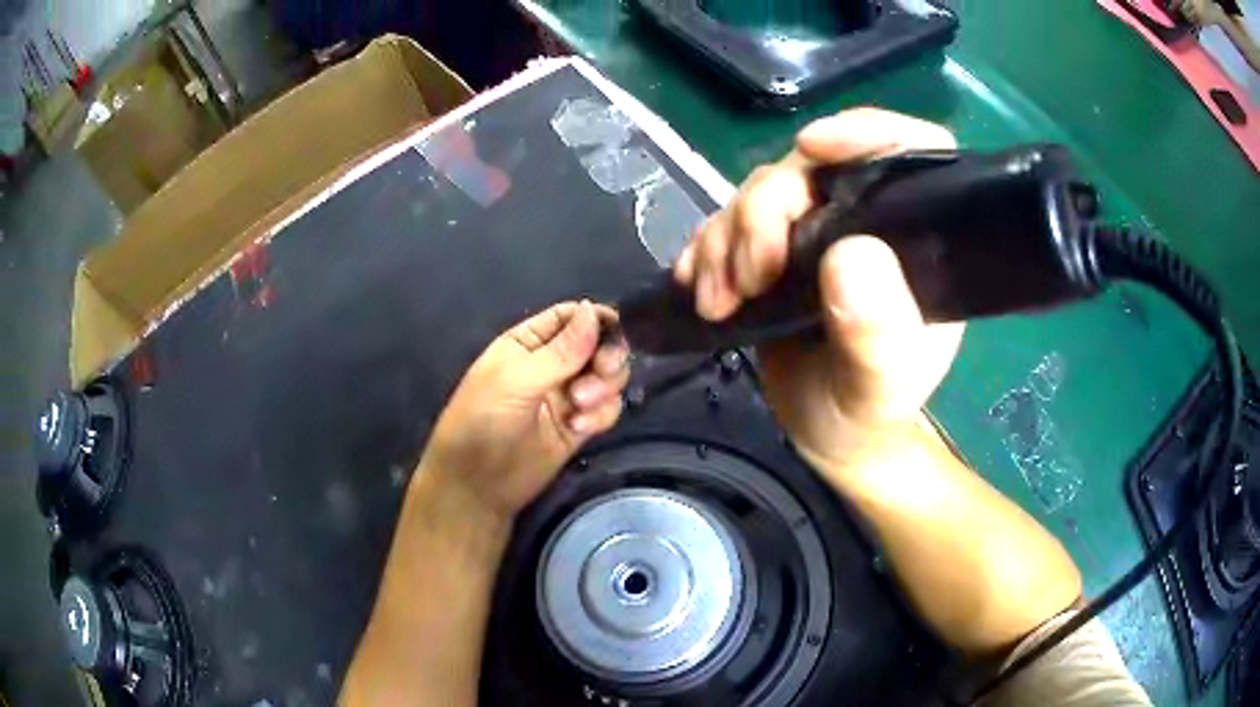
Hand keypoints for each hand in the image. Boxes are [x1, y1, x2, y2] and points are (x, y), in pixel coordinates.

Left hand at [420, 301, 628, 518]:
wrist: (477, 486)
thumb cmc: (483, 422)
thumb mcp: (517, 381)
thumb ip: (560, 350)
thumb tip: (594, 309)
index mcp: (527, 343)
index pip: (569, 316)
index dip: (595, 318)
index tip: (614, 329)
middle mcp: (551, 364)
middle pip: (598, 344)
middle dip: (606, 356)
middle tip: (602, 371)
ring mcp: (566, 396)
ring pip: (608, 377)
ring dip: (603, 387)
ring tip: (580, 406)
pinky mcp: (579, 427)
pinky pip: (607, 409)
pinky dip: (601, 415)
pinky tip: (578, 428)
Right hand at [674, 109, 965, 471]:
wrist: (828, 433)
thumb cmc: (868, 411)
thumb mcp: (881, 386)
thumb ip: (877, 333)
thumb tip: (850, 255)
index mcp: (913, 238)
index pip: (909, 148)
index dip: (865, 132)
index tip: (813, 148)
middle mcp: (866, 221)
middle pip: (810, 170)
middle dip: (766, 212)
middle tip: (750, 277)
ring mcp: (814, 231)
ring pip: (760, 194)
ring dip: (727, 239)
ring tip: (719, 301)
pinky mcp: (771, 250)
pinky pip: (727, 224)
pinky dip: (706, 250)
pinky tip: (699, 287)